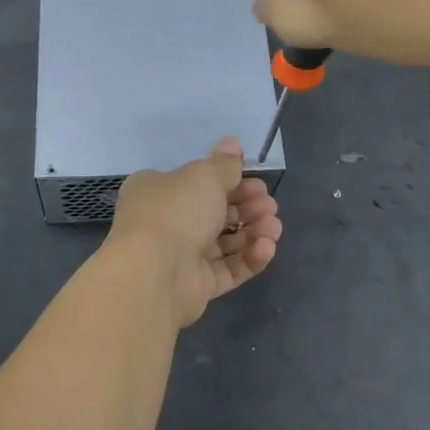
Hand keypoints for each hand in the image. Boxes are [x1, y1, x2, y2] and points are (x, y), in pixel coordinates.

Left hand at [107, 138, 282, 328]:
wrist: (154, 273)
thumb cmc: (175, 211)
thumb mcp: (203, 176)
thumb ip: (224, 164)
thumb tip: (232, 143)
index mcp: (157, 190)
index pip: (197, 183)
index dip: (229, 181)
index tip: (256, 180)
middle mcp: (166, 222)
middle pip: (214, 212)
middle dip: (247, 207)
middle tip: (269, 205)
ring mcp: (181, 256)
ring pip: (224, 242)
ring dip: (253, 232)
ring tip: (274, 227)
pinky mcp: (196, 286)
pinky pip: (227, 269)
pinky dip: (249, 258)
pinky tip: (266, 247)